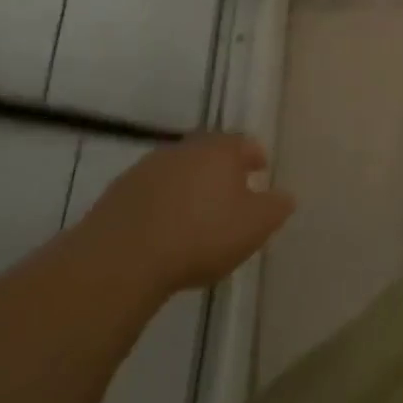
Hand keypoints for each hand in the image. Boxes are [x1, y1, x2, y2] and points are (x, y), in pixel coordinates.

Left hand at [85, 133, 295, 296]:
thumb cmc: (200, 236)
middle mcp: (184, 149)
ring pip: (177, 171)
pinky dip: (159, 205)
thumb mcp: (254, 226)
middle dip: (220, 169)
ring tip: (194, 215)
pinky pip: (148, 194)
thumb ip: (276, 207)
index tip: (261, 171)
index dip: (255, 157)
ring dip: (187, 186)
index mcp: (220, 150)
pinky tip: (161, 230)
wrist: (120, 260)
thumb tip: (285, 196)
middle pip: (209, 153)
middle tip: (229, 193)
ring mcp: (146, 169)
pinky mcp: (116, 194)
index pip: (244, 143)